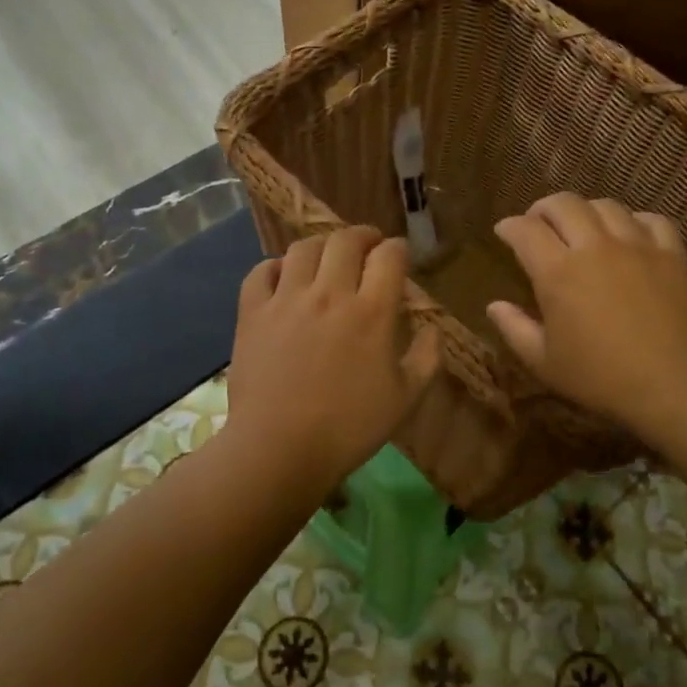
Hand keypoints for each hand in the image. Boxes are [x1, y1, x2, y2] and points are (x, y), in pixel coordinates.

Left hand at [226, 226, 440, 491]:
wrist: (278, 450)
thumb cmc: (349, 429)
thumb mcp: (406, 399)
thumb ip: (427, 357)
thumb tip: (433, 327)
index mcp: (372, 312)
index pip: (390, 255)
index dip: (398, 248)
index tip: (399, 257)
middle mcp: (330, 294)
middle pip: (346, 240)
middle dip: (363, 236)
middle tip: (367, 247)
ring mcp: (287, 300)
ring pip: (304, 248)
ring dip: (322, 247)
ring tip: (327, 260)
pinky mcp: (253, 312)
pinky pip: (261, 271)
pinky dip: (275, 267)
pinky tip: (284, 278)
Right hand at [486, 194, 686, 435]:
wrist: (676, 387)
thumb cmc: (602, 379)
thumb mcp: (545, 363)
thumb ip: (515, 329)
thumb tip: (494, 305)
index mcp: (558, 272)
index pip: (525, 230)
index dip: (509, 226)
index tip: (504, 232)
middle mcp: (595, 247)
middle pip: (564, 204)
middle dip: (543, 208)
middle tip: (538, 223)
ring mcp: (637, 246)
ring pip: (606, 206)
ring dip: (586, 211)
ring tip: (583, 226)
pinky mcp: (672, 254)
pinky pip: (652, 220)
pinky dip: (634, 221)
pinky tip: (630, 235)